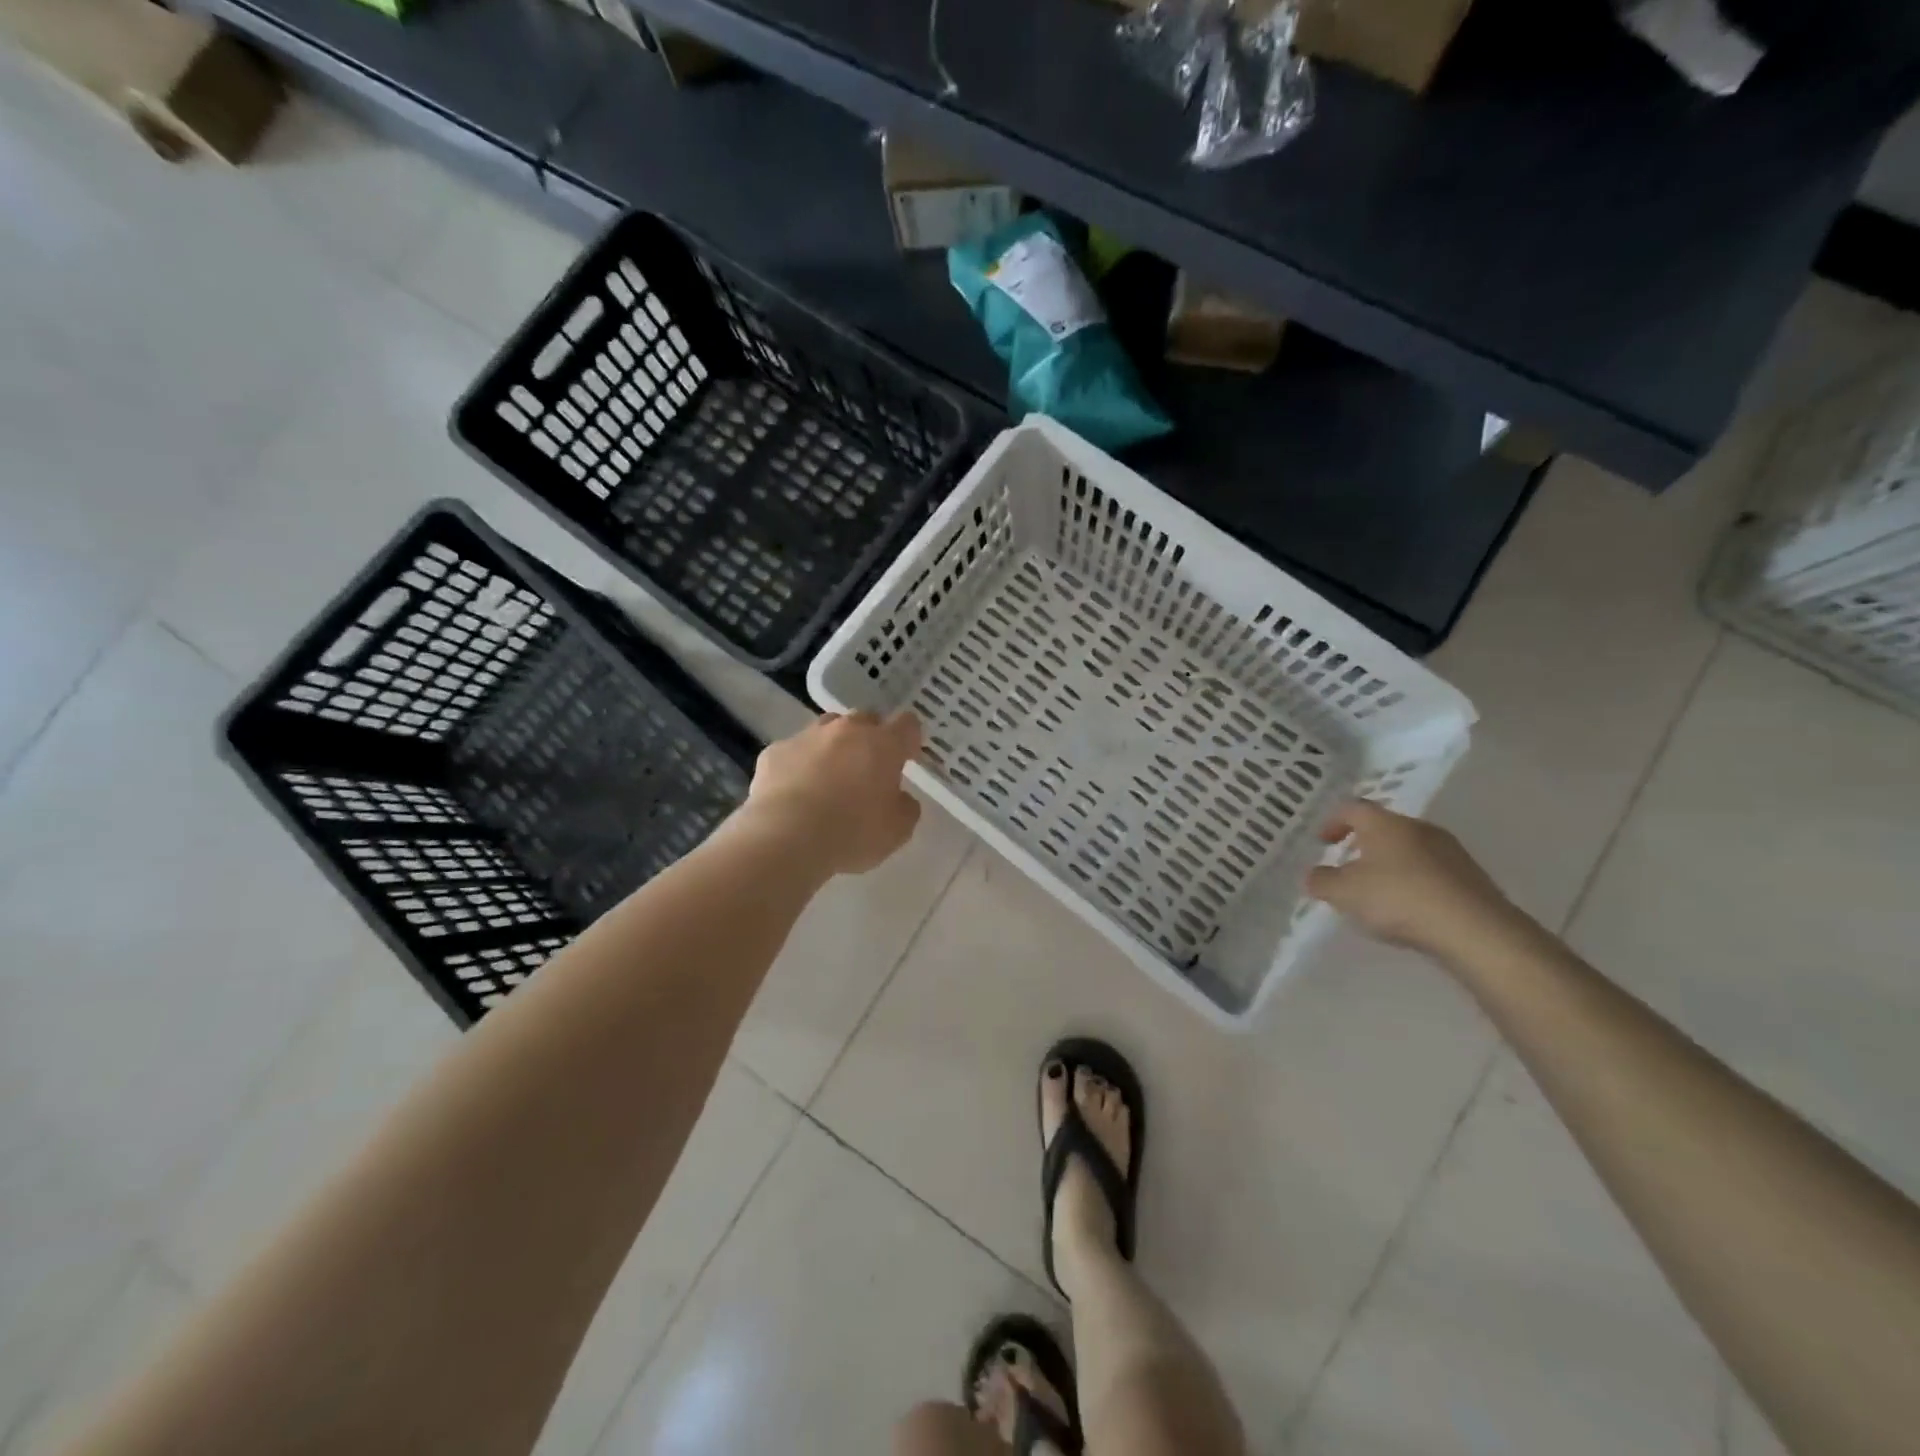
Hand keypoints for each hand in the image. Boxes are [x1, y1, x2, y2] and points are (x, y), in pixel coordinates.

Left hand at [743, 711, 922, 875]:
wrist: (786, 837)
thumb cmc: (852, 832)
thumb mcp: (897, 830)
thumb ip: (905, 807)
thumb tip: (899, 798)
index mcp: (883, 744)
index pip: (907, 725)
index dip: (909, 739)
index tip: (907, 758)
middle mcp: (846, 730)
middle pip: (865, 720)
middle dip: (870, 739)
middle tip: (868, 770)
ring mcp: (807, 737)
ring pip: (827, 730)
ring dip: (834, 747)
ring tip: (830, 778)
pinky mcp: (774, 752)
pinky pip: (794, 752)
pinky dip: (799, 766)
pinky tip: (795, 793)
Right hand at [1305, 799, 1521, 960]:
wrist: (1476, 931)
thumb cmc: (1399, 899)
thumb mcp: (1344, 893)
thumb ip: (1322, 881)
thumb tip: (1313, 875)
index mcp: (1385, 824)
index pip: (1353, 808)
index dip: (1333, 821)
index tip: (1322, 841)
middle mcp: (1419, 828)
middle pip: (1384, 827)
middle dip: (1363, 843)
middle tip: (1347, 865)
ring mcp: (1450, 851)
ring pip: (1410, 849)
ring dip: (1390, 863)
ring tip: (1378, 891)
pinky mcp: (1471, 877)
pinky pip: (1432, 871)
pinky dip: (1415, 882)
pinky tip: (1410, 908)